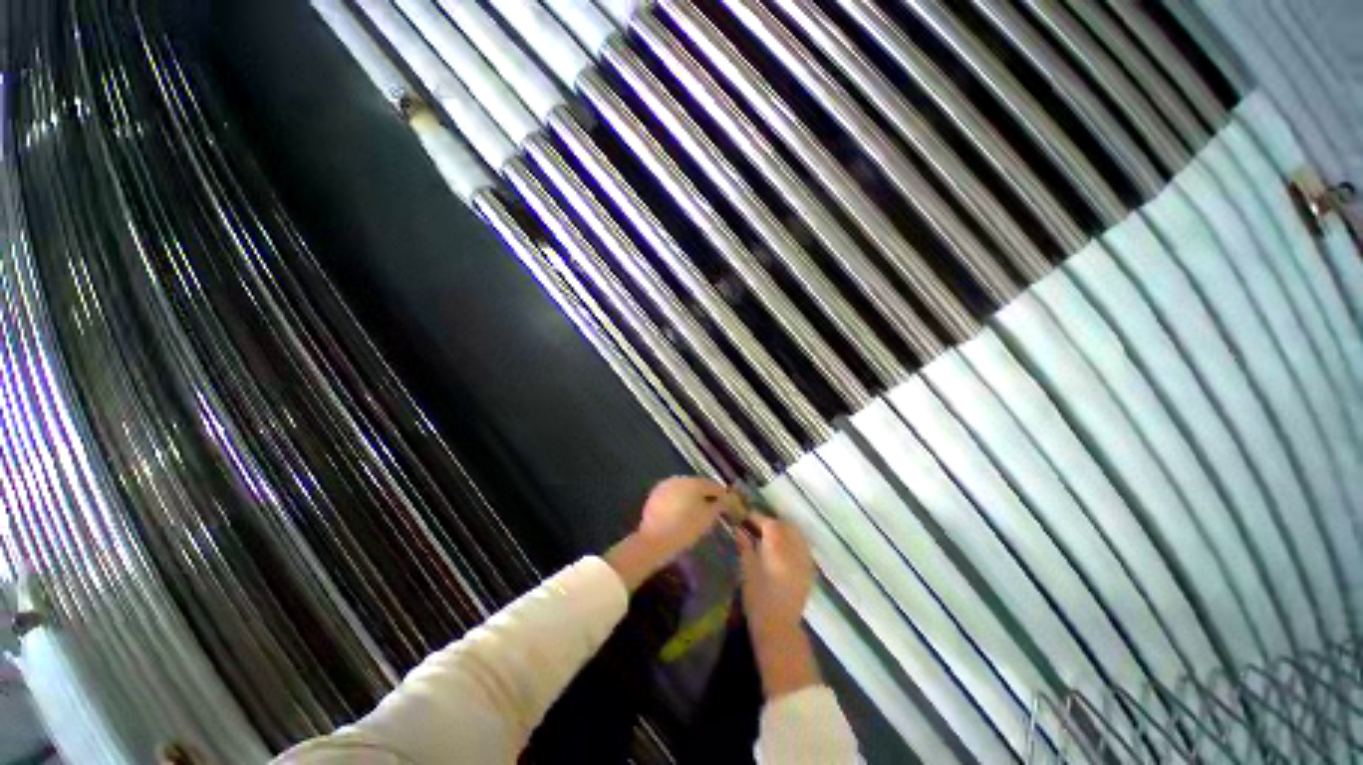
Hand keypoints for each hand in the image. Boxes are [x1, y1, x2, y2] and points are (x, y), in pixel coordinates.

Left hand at [606, 477, 729, 591]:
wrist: (654, 542)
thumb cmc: (685, 529)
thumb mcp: (707, 519)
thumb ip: (719, 505)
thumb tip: (726, 499)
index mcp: (693, 482)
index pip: (713, 485)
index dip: (722, 495)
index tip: (728, 504)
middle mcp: (679, 479)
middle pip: (698, 485)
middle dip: (706, 495)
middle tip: (714, 509)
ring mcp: (665, 486)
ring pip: (684, 489)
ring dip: (692, 497)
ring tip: (698, 512)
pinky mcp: (655, 496)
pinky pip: (673, 495)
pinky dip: (679, 501)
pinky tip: (682, 513)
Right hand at [736, 515, 815, 637]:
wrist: (779, 626)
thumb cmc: (758, 597)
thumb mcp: (746, 568)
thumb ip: (744, 545)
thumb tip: (739, 529)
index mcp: (777, 544)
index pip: (768, 522)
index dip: (756, 518)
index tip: (744, 518)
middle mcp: (794, 547)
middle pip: (785, 525)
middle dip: (771, 523)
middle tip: (756, 527)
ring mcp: (804, 558)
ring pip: (796, 534)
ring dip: (783, 531)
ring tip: (769, 538)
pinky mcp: (809, 570)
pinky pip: (802, 547)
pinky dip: (792, 543)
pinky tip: (782, 551)